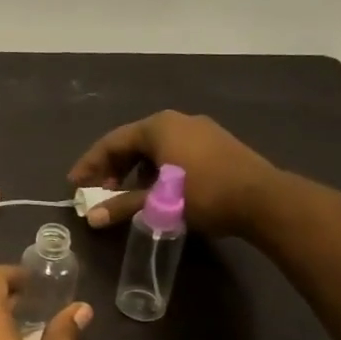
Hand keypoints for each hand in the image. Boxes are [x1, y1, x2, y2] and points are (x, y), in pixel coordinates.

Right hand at [68, 110, 277, 235]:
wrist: (265, 200)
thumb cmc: (204, 194)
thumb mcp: (159, 202)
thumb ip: (123, 206)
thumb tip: (92, 218)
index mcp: (157, 127)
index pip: (112, 142)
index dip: (90, 164)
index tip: (75, 184)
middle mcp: (176, 121)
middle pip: (132, 142)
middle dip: (112, 167)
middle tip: (99, 190)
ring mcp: (200, 130)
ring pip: (154, 147)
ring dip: (135, 169)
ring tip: (126, 193)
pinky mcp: (217, 143)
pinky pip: (174, 151)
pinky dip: (157, 168)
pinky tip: (158, 189)